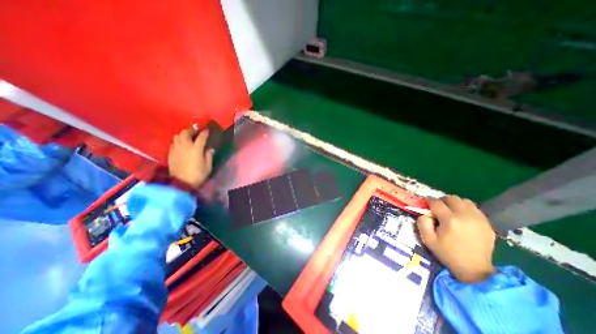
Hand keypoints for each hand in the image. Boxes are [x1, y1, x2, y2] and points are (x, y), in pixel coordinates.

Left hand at [167, 127, 213, 187]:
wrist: (181, 183)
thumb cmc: (197, 175)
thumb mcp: (208, 166)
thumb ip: (209, 156)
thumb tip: (210, 149)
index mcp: (196, 149)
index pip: (201, 137)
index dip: (205, 132)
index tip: (207, 130)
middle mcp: (185, 146)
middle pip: (186, 133)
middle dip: (191, 130)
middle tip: (196, 130)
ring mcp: (176, 149)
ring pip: (177, 136)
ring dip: (183, 134)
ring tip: (187, 136)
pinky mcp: (170, 153)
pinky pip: (173, 143)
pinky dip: (178, 141)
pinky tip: (181, 144)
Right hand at [415, 194, 495, 282]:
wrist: (474, 269)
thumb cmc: (447, 253)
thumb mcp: (428, 239)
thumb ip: (422, 223)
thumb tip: (425, 213)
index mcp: (450, 220)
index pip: (436, 202)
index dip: (428, 201)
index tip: (425, 203)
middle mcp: (465, 216)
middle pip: (452, 198)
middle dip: (442, 200)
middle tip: (437, 207)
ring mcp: (478, 219)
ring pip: (464, 201)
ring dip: (454, 203)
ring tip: (450, 211)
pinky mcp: (486, 223)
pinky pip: (474, 208)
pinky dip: (465, 208)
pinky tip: (461, 217)